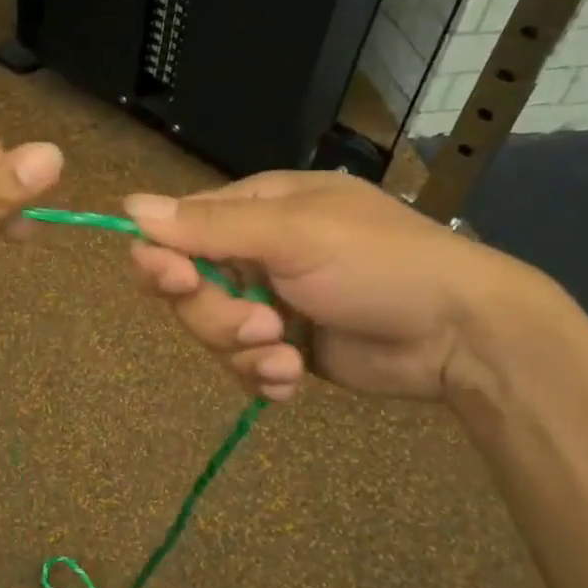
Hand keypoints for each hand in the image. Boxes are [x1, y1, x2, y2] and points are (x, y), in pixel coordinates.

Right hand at [125, 170, 542, 402]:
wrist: (458, 334)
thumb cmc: (379, 263)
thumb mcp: (294, 235)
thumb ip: (211, 226)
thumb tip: (129, 206)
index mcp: (254, 210)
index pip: (177, 231)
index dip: (164, 260)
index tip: (174, 281)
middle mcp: (255, 254)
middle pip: (190, 291)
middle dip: (219, 318)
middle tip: (265, 325)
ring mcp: (270, 304)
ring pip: (214, 335)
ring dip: (246, 352)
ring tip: (289, 357)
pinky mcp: (287, 348)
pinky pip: (245, 367)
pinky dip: (264, 378)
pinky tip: (294, 381)